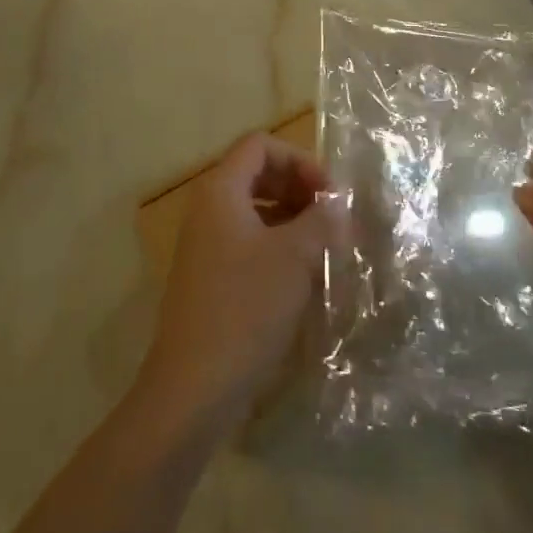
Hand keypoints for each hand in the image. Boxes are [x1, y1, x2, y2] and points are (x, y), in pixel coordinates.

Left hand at [138, 132, 339, 427]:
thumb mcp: (294, 257)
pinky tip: (302, 273)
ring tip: (324, 244)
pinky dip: (277, 243)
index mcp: (221, 191)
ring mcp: (205, 244)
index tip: (329, 194)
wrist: (194, 387)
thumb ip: (321, 220)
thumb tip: (339, 203)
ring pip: (253, 209)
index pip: (260, 145)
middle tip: (331, 216)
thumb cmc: (245, 308)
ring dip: (291, 216)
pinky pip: (247, 240)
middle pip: (256, 173)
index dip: (299, 159)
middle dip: (298, 186)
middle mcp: (207, 208)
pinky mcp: (209, 276)